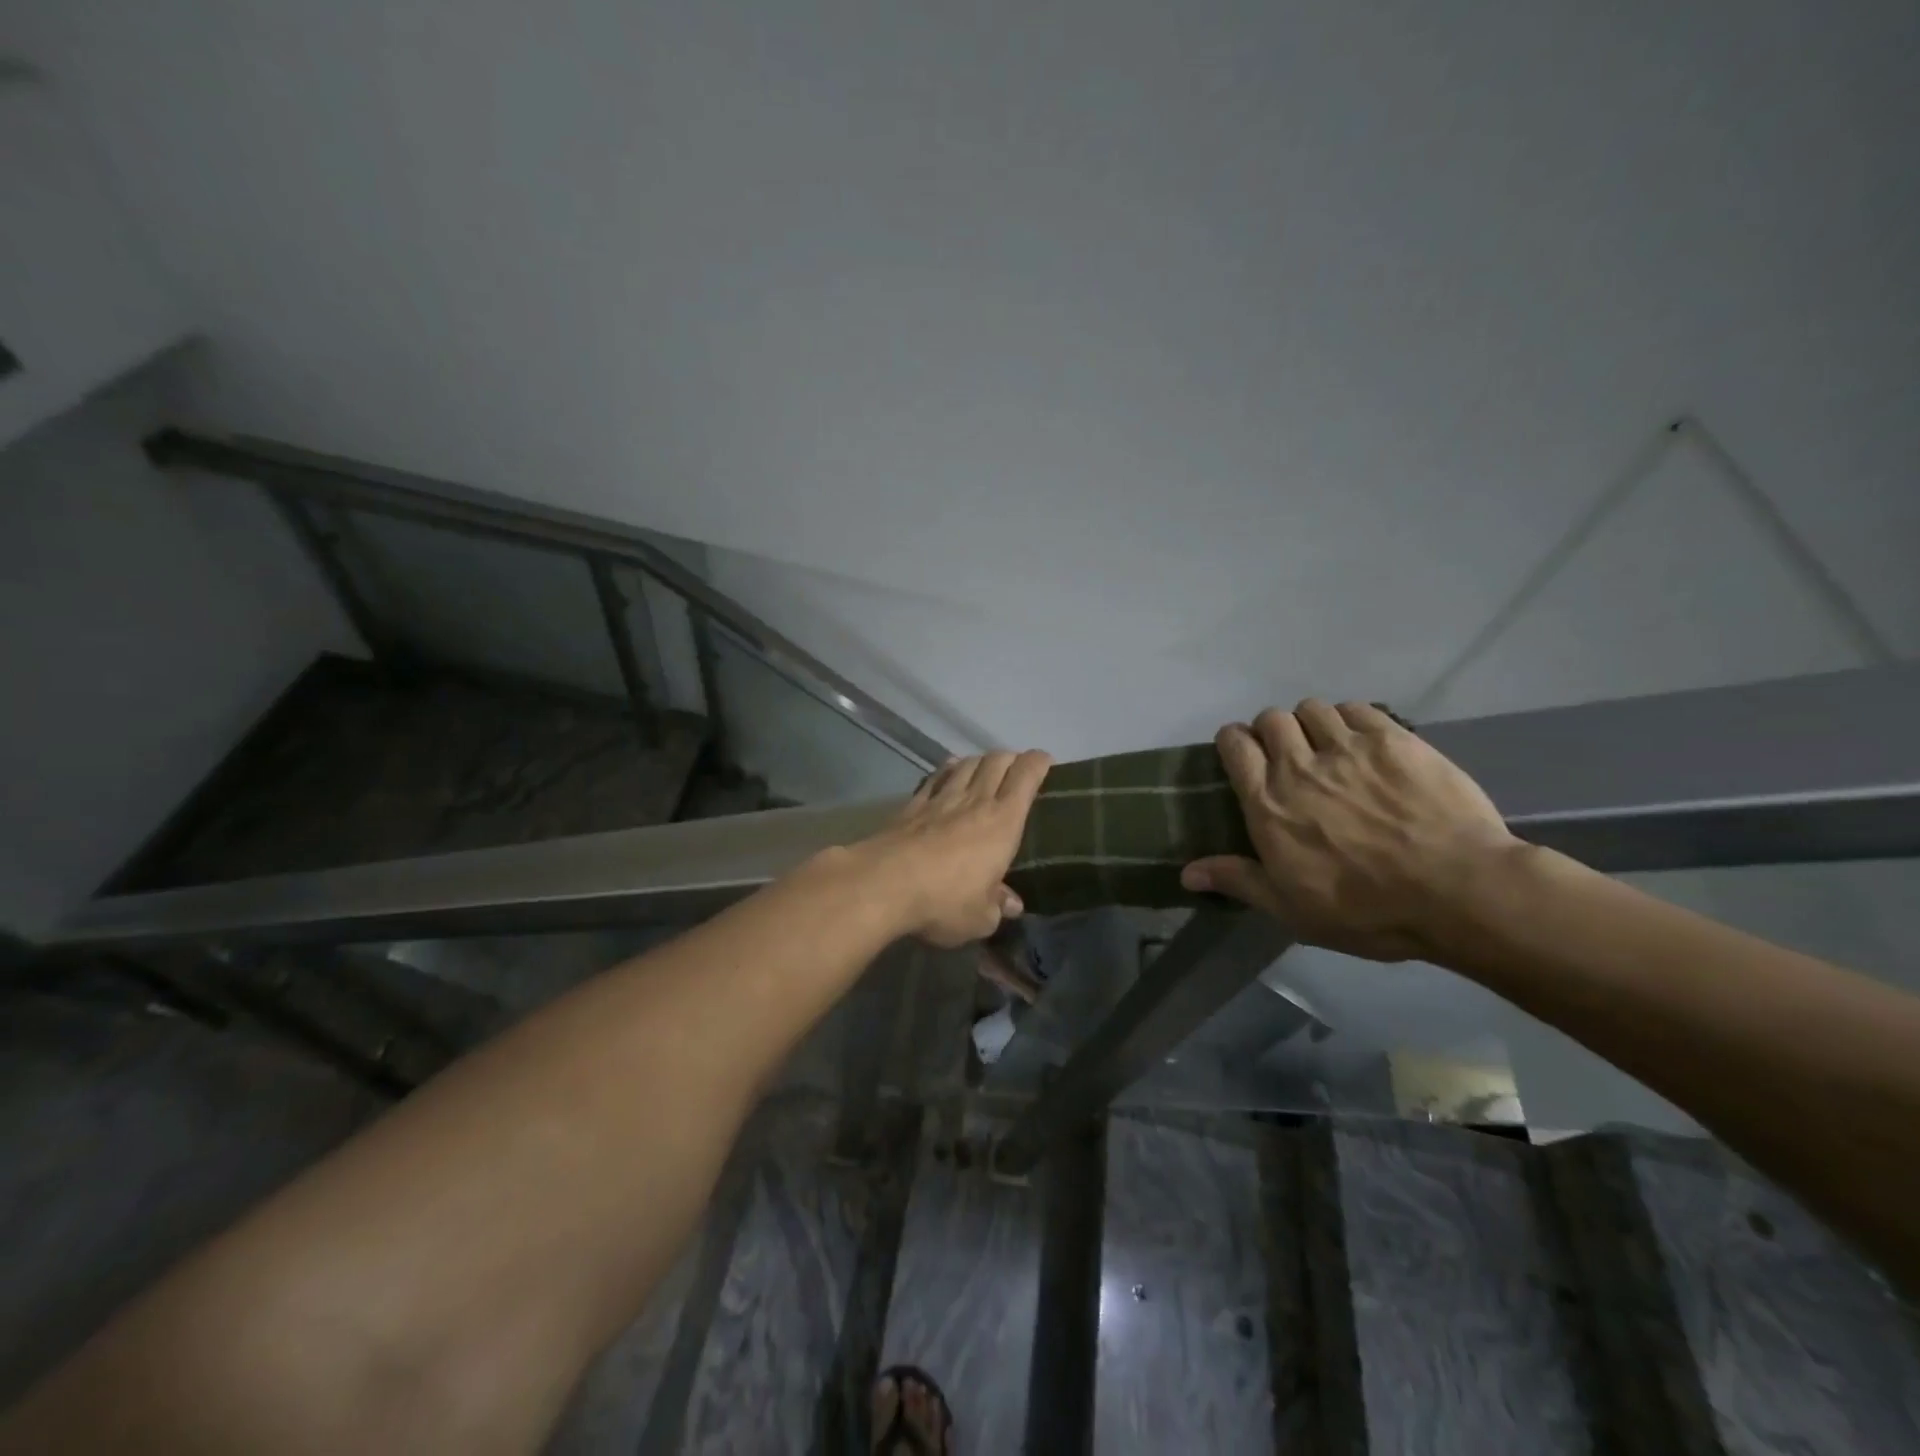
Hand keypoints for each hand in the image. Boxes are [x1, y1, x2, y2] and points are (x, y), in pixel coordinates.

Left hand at [861, 750, 1052, 947]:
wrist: (884, 884)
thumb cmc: (945, 901)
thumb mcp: (981, 917)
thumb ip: (997, 906)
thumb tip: (1011, 905)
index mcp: (1003, 822)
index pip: (1026, 776)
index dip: (1038, 762)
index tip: (1044, 761)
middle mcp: (975, 801)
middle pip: (996, 761)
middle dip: (1010, 758)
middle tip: (1016, 768)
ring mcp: (940, 799)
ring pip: (965, 764)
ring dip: (979, 761)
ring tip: (983, 767)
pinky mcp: (911, 806)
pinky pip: (934, 779)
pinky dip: (946, 771)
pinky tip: (947, 773)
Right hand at [1181, 700, 1519, 961]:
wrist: (1458, 892)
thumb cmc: (1366, 908)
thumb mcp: (1292, 909)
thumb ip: (1238, 881)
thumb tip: (1185, 873)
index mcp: (1268, 803)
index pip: (1234, 745)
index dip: (1233, 742)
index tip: (1242, 755)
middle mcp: (1299, 765)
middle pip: (1271, 718)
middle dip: (1271, 731)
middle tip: (1288, 755)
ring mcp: (1348, 748)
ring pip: (1312, 708)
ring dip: (1311, 723)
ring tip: (1327, 745)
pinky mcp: (1394, 740)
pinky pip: (1357, 708)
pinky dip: (1351, 718)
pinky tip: (1363, 741)